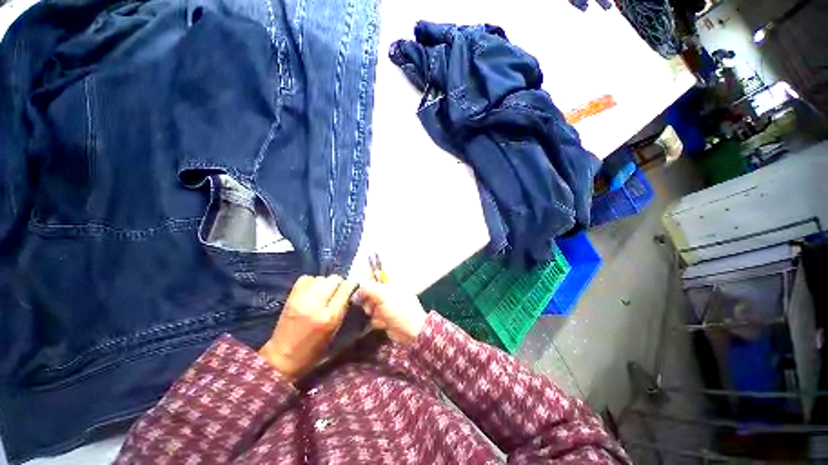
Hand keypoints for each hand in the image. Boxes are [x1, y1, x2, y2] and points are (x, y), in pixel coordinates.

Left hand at [259, 275, 356, 381]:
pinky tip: (312, 291)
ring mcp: (301, 299)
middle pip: (334, 279)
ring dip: (325, 283)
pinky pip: (306, 279)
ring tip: (324, 292)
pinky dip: (312, 282)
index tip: (352, 288)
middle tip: (338, 291)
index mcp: (330, 316)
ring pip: (321, 278)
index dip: (351, 286)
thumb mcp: (334, 331)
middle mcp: (316, 305)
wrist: (282, 358)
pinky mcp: (290, 298)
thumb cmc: (313, 350)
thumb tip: (348, 292)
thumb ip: (342, 309)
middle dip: (339, 283)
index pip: (346, 288)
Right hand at [352, 281, 427, 345]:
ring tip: (379, 315)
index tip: (361, 288)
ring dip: (373, 312)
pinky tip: (384, 323)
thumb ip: (367, 289)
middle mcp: (388, 291)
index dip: (366, 279)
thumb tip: (356, 291)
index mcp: (391, 281)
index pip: (375, 274)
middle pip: (369, 291)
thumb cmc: (399, 308)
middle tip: (371, 305)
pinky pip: (374, 317)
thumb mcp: (382, 294)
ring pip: (370, 305)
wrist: (411, 331)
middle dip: (368, 299)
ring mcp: (387, 305)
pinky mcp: (385, 317)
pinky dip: (377, 321)